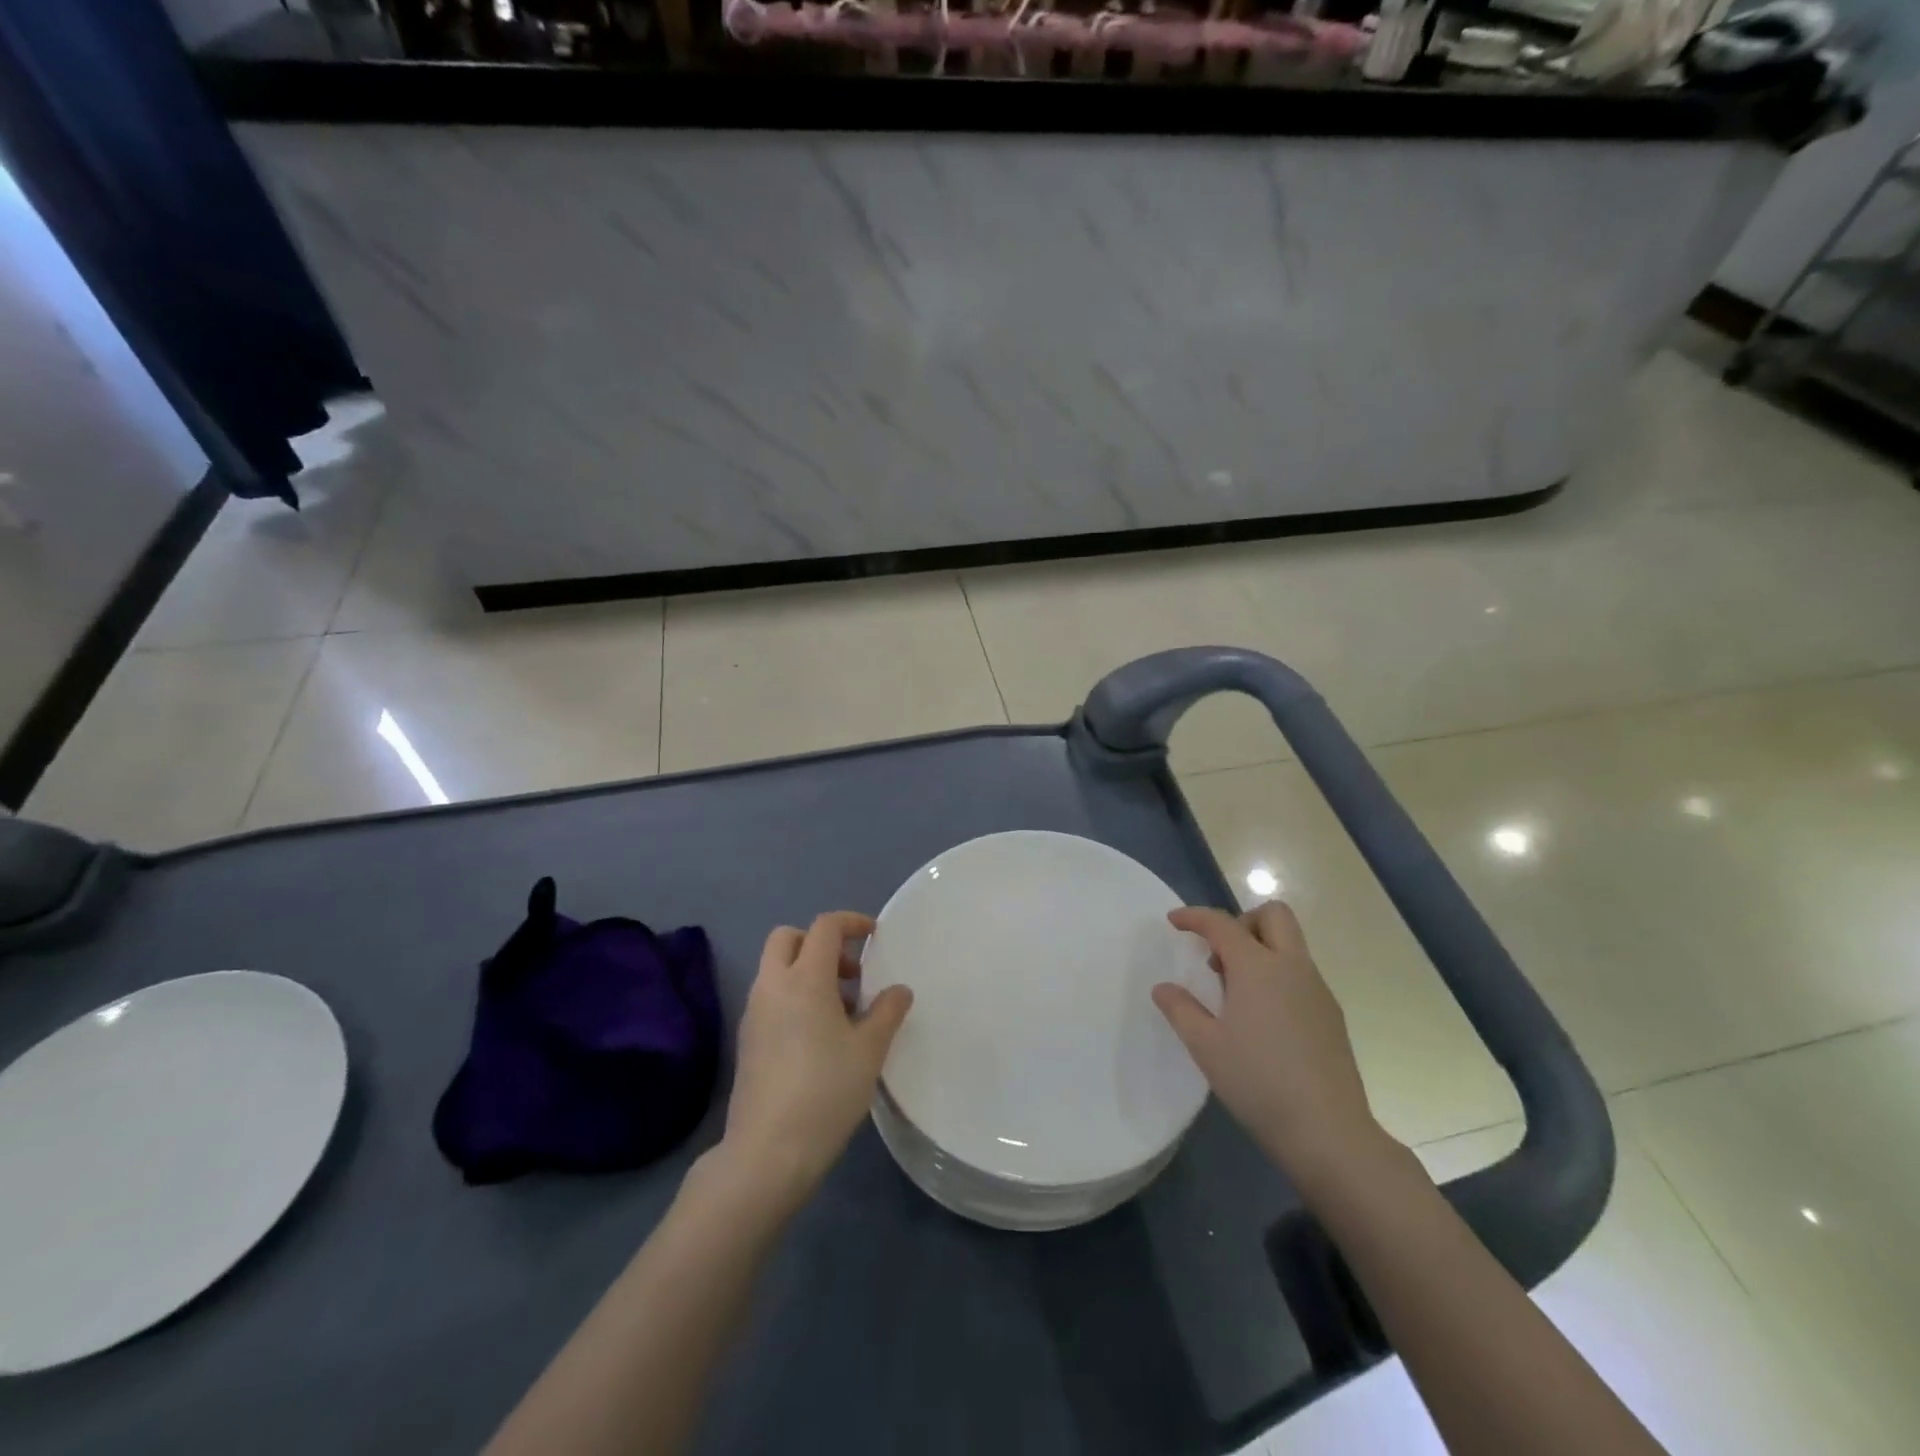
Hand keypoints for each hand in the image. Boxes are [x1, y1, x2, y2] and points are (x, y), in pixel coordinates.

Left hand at [717, 912, 913, 1210]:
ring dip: (807, 971)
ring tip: (842, 1010)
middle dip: (819, 942)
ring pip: (776, 968)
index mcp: (805, 978)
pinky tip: (818, 1037)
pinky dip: (793, 996)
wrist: (767, 1152)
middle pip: (788, 937)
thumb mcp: (869, 1050)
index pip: (825, 927)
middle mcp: (773, 985)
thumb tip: (898, 990)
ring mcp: (753, 1013)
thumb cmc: (826, 1091)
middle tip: (850, 972)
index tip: (874, 936)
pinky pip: (770, 997)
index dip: (852, 922)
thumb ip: (887, 1012)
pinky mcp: (746, 1040)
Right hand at [1152, 902, 1392, 1195]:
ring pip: (1291, 944)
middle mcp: (1292, 967)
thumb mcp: (1205, 1046)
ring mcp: (1317, 989)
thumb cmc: (1258, 1082)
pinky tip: (1263, 1017)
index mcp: (1257, 967)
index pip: (1222, 924)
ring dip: (1261, 948)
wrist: (1328, 1131)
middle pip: (1273, 915)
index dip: (1195, 917)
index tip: (1174, 921)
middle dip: (1242, 921)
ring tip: (1235, 991)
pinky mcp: (1331, 1014)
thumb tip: (1163, 988)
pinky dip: (1277, 975)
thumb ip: (1180, 1009)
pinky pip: (1301, 973)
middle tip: (1219, 954)